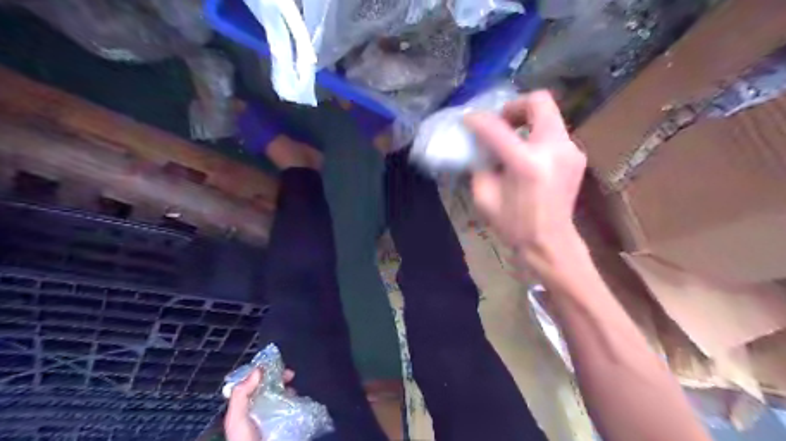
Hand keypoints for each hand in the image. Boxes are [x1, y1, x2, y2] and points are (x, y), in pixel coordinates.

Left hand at [225, 369, 296, 439]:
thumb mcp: (236, 419)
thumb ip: (241, 395)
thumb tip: (257, 369)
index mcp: (244, 408)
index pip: (253, 384)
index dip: (263, 372)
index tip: (275, 366)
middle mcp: (258, 411)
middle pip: (269, 387)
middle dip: (280, 378)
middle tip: (291, 375)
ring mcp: (273, 418)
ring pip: (282, 395)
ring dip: (290, 388)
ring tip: (296, 388)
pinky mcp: (286, 424)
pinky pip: (292, 408)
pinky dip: (297, 401)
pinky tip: (300, 399)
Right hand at [466, 89, 582, 268]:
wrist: (550, 242)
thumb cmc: (513, 225)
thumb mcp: (484, 197)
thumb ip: (480, 165)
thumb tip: (480, 145)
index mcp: (526, 164)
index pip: (497, 129)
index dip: (479, 121)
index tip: (468, 120)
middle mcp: (554, 150)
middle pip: (539, 102)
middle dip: (515, 106)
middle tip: (501, 122)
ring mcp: (570, 151)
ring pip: (548, 115)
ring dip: (527, 121)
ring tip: (512, 141)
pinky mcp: (577, 156)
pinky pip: (554, 132)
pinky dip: (537, 135)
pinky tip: (527, 155)